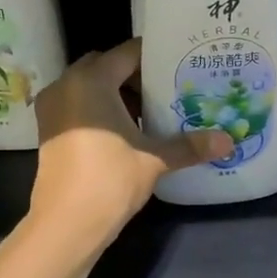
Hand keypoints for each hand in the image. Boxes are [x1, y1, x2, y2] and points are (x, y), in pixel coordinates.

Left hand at [30, 40, 233, 243]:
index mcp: (91, 80)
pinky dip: (100, 108)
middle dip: (134, 74)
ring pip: (89, 86)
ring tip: (151, 108)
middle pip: (105, 65)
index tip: (180, 62)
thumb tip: (228, 141)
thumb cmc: (110, 180)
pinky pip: (78, 104)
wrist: (65, 224)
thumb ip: (189, 145)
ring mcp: (53, 107)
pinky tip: (126, 129)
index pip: (127, 53)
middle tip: (167, 86)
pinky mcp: (48, 129)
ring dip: (116, 92)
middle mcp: (66, 85)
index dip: (155, 56)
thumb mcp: (154, 159)